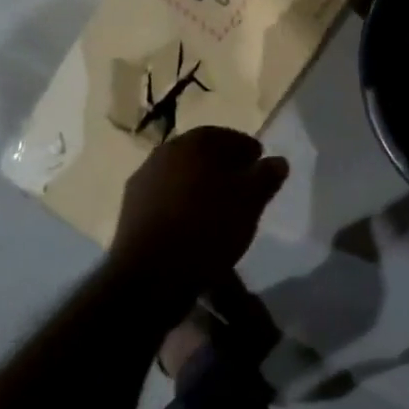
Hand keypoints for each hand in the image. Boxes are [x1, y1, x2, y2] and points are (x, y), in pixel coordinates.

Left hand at [109, 127, 288, 290]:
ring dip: (199, 184)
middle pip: (201, 153)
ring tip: (217, 207)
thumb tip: (278, 161)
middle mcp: (165, 151)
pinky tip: (191, 222)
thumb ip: (266, 176)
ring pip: (181, 174)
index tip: (259, 164)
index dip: (247, 149)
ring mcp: (143, 178)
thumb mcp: (250, 201)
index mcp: (195, 142)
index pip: (227, 136)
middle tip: (241, 185)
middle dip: (222, 165)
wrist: (152, 273)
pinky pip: (165, 195)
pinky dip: (181, 202)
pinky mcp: (130, 207)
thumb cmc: (208, 228)